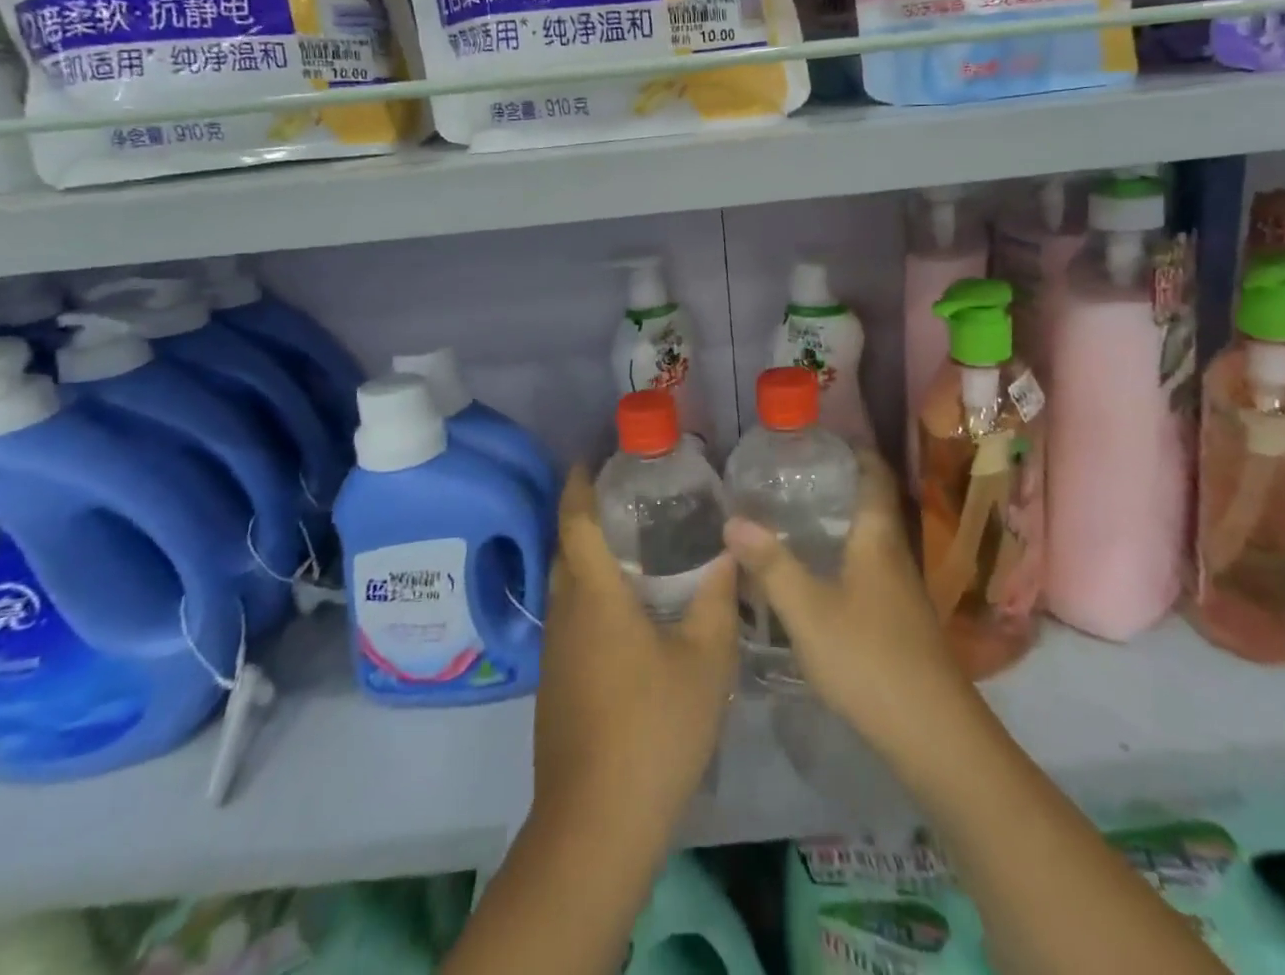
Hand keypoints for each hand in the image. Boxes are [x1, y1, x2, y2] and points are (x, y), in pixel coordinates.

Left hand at [532, 463, 739, 833]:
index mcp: (594, 595)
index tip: (591, 458)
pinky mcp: (556, 684)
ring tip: (633, 549)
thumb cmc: (654, 728)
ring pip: (566, 587)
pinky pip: (570, 619)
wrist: (596, 825)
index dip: (579, 485)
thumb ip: (718, 599)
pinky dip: (591, 598)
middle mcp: (564, 614)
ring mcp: (555, 652)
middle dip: (586, 517)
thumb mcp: (704, 660)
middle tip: (629, 499)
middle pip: (565, 549)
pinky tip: (627, 615)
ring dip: (589, 560)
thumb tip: (730, 552)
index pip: (575, 521)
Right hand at [723, 448, 976, 767]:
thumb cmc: (870, 659)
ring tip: (791, 518)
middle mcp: (894, 555)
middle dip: (836, 485)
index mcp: (878, 538)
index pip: (874, 475)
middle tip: (788, 477)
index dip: (854, 451)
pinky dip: (840, 557)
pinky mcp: (898, 621)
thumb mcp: (808, 611)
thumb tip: (732, 519)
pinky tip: (813, 574)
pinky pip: (866, 569)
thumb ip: (771, 565)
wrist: (934, 736)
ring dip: (836, 523)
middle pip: (870, 505)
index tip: (819, 439)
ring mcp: (900, 591)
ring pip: (867, 540)